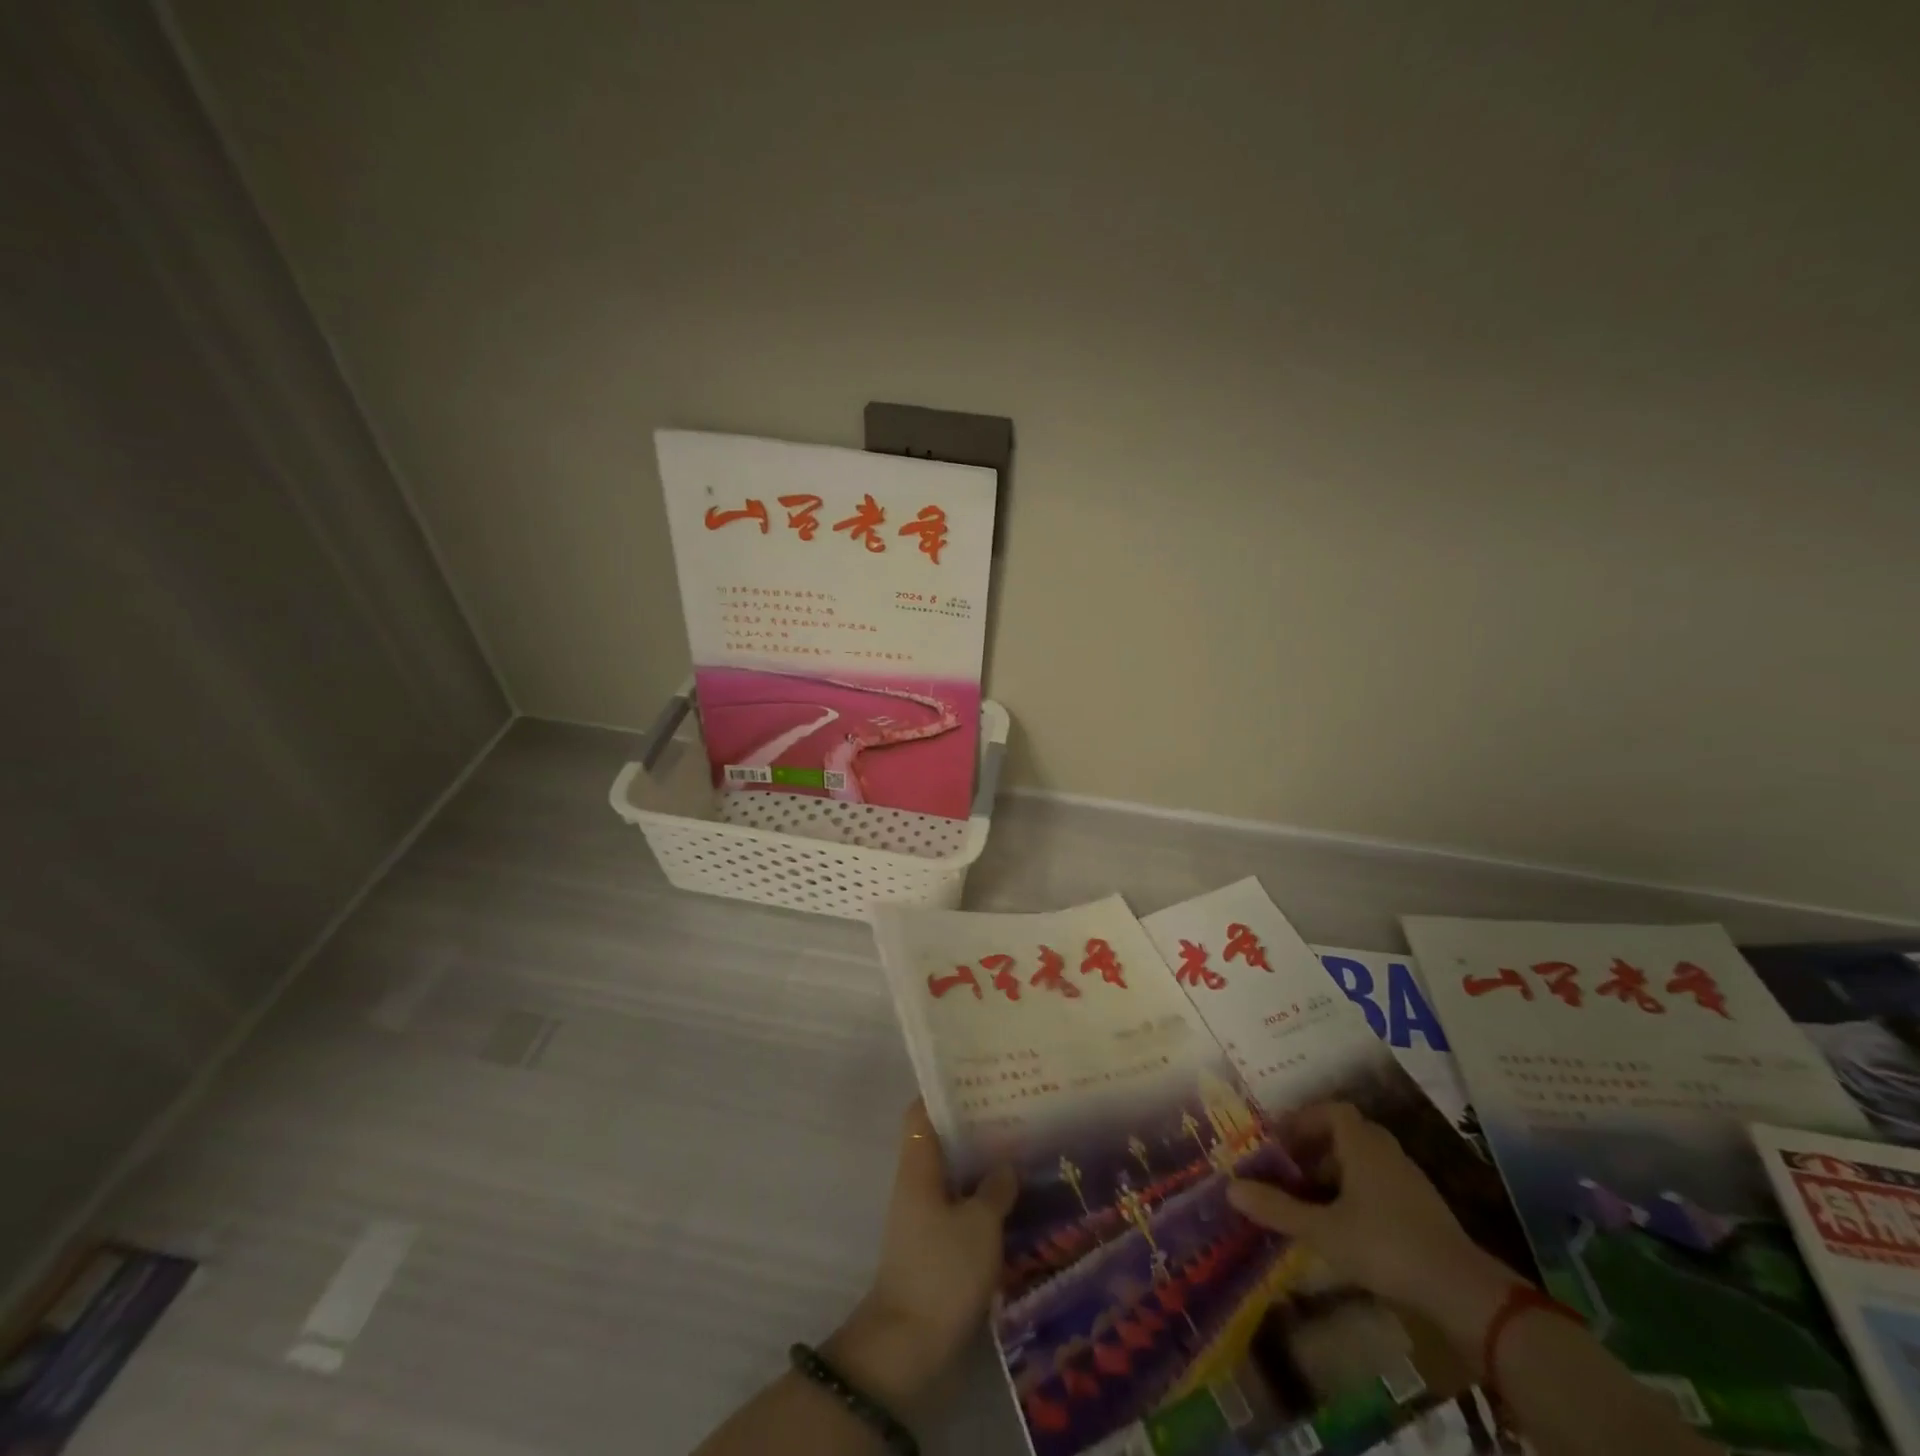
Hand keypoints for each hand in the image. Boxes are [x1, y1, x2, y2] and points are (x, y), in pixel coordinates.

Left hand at [826, 1101, 1016, 1408]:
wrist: (910, 1348)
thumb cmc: (941, 1271)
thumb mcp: (979, 1224)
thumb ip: (996, 1188)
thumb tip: (1007, 1164)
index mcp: (918, 1166)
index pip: (922, 1112)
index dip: (945, 1091)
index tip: (980, 1077)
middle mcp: (918, 1184)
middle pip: (944, 1142)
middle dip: (976, 1127)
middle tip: (1017, 1111)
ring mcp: (927, 1218)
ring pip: (957, 1177)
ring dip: (985, 1166)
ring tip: (1026, 1150)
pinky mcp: (939, 1249)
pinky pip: (964, 1210)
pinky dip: (987, 1202)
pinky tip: (1020, 1201)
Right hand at [1228, 1101, 1500, 1313]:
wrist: (1462, 1292)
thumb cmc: (1385, 1246)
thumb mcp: (1323, 1230)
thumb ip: (1277, 1209)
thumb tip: (1230, 1188)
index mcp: (1362, 1145)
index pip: (1331, 1110)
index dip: (1304, 1119)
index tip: (1280, 1139)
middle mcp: (1386, 1152)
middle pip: (1348, 1133)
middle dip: (1317, 1146)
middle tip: (1292, 1168)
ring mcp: (1410, 1181)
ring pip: (1365, 1160)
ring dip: (1337, 1171)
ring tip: (1312, 1199)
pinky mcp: (1424, 1210)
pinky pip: (1381, 1184)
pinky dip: (1358, 1192)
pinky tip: (1346, 1224)